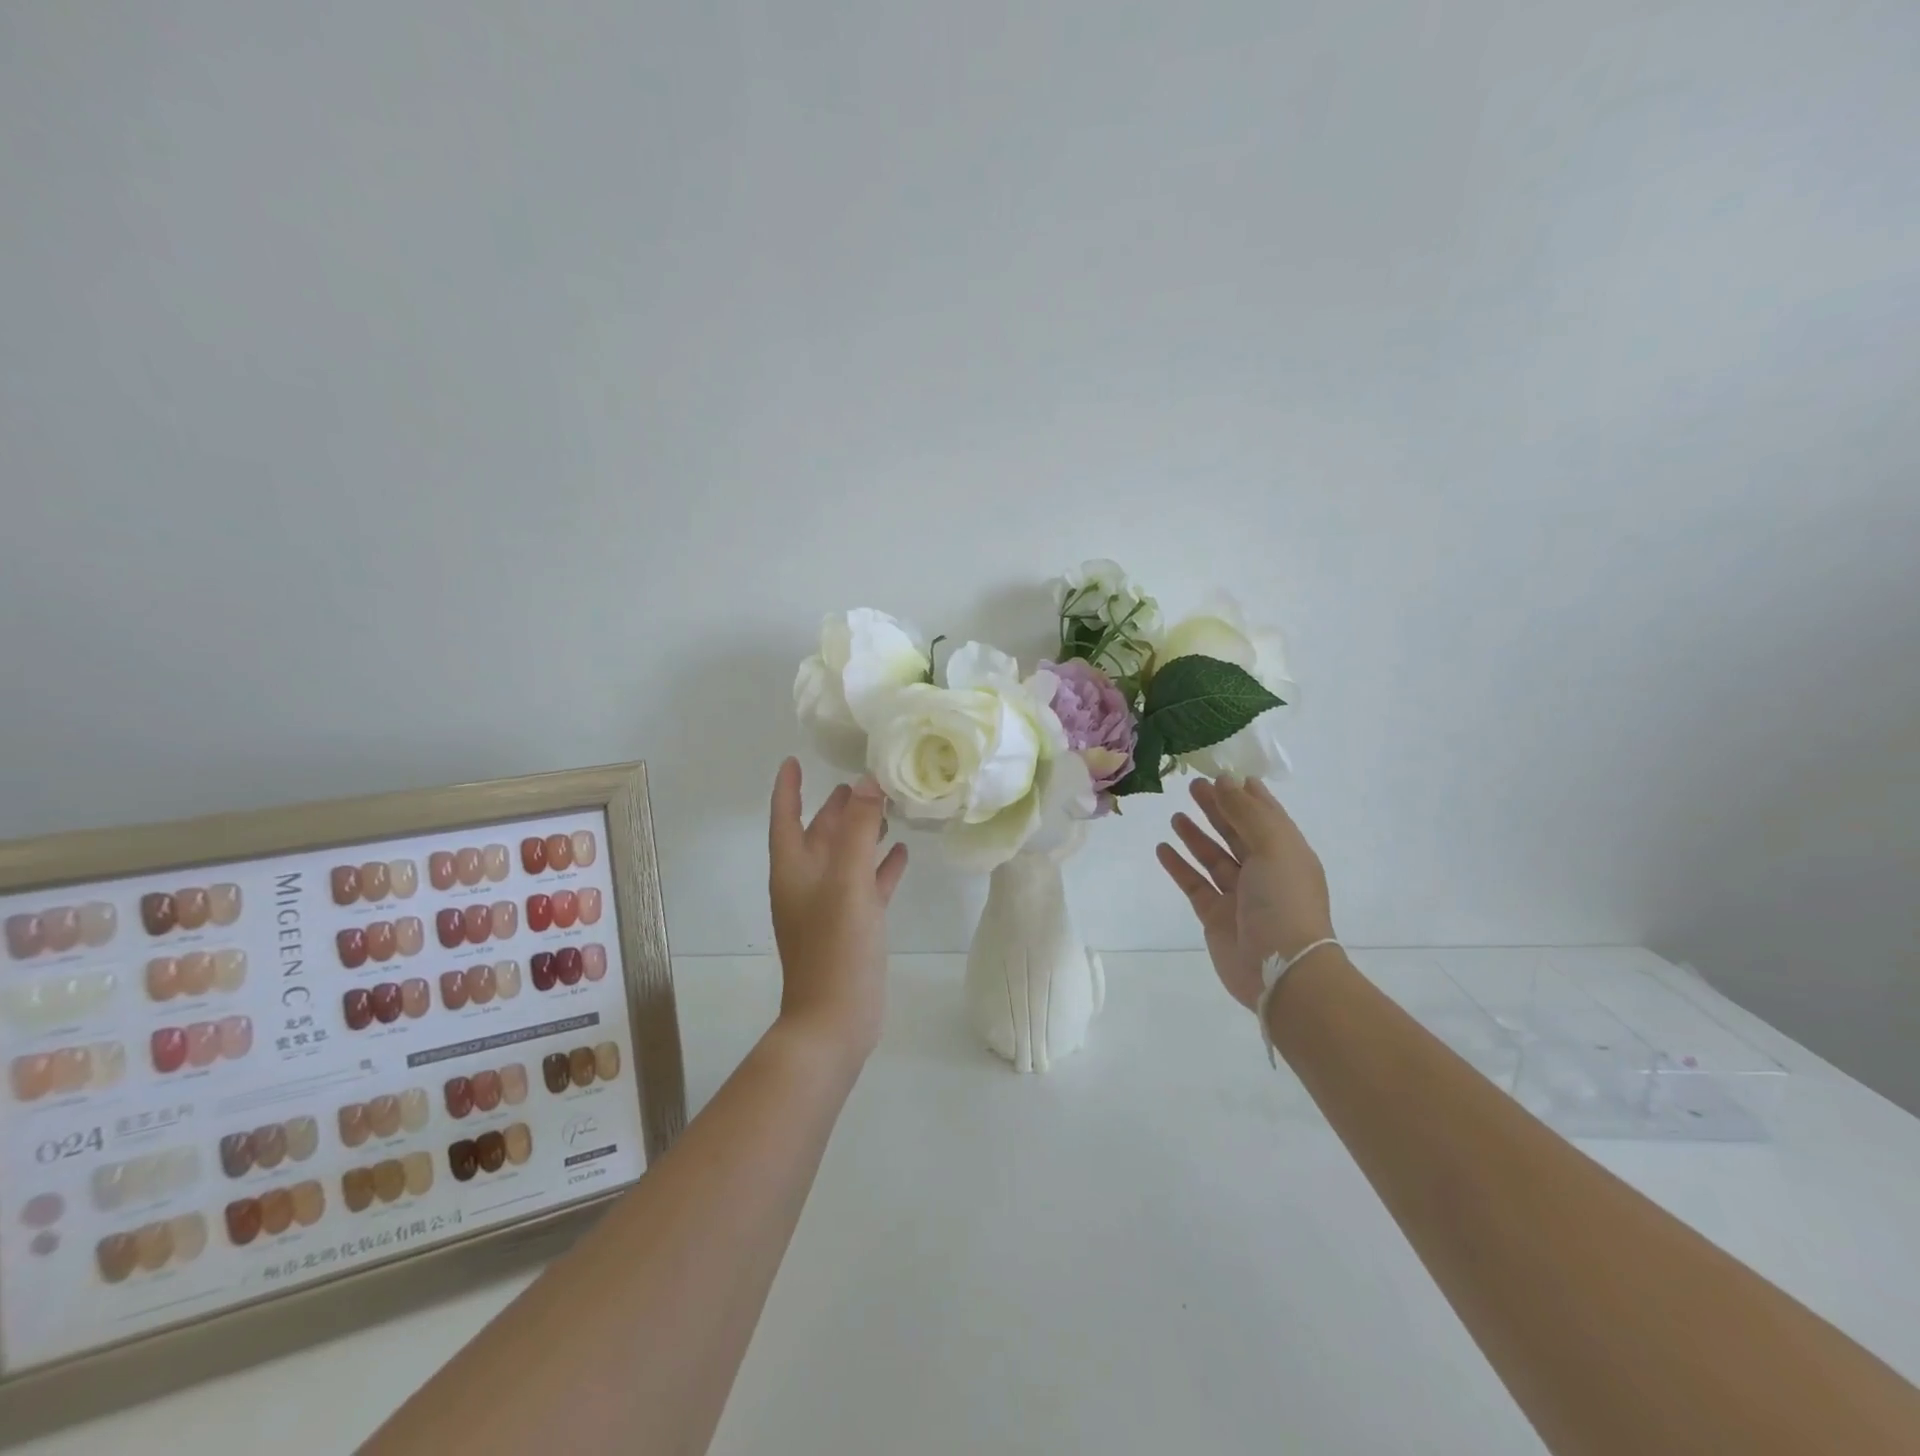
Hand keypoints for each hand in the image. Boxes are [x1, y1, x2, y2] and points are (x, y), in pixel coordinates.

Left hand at [768, 758, 909, 1064]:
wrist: (836, 1019)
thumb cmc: (834, 947)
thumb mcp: (847, 882)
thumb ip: (857, 830)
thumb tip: (867, 781)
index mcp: (794, 869)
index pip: (786, 816)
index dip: (788, 788)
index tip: (794, 760)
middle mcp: (808, 882)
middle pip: (820, 833)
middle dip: (837, 806)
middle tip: (863, 779)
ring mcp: (831, 906)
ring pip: (846, 857)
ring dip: (862, 832)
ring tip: (888, 807)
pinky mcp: (854, 925)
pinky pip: (867, 884)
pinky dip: (881, 866)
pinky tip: (902, 852)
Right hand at [1156, 777, 1334, 1010]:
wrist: (1282, 969)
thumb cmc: (1284, 901)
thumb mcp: (1273, 847)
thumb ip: (1246, 813)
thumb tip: (1226, 780)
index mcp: (1287, 854)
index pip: (1266, 816)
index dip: (1247, 795)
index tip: (1225, 774)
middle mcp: (1265, 871)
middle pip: (1237, 833)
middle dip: (1218, 809)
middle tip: (1193, 786)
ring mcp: (1239, 895)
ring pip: (1214, 857)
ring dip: (1197, 835)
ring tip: (1177, 815)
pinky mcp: (1215, 915)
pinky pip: (1194, 883)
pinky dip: (1179, 866)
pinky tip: (1163, 848)